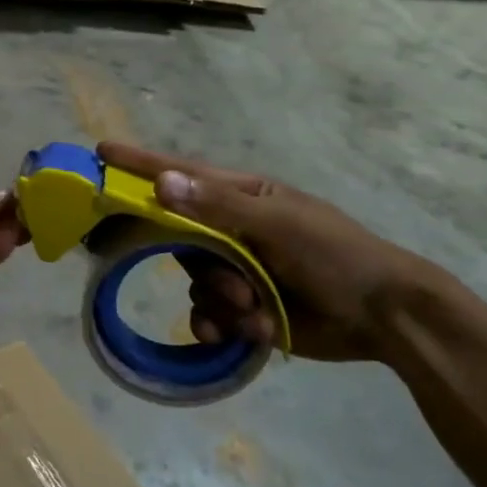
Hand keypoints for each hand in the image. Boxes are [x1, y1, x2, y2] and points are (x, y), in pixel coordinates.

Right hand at [99, 142, 436, 362]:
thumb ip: (218, 207)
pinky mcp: (241, 306)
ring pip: (194, 280)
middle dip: (203, 266)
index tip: (101, 153)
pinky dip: (218, 324)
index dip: (140, 164)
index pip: (182, 173)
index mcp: (243, 197)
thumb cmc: (336, 256)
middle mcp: (232, 228)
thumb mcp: (280, 225)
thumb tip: (160, 183)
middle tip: (232, 284)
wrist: (384, 318)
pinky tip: (243, 333)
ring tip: (255, 312)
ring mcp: (237, 268)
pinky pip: (206, 312)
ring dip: (220, 300)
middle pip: (180, 238)